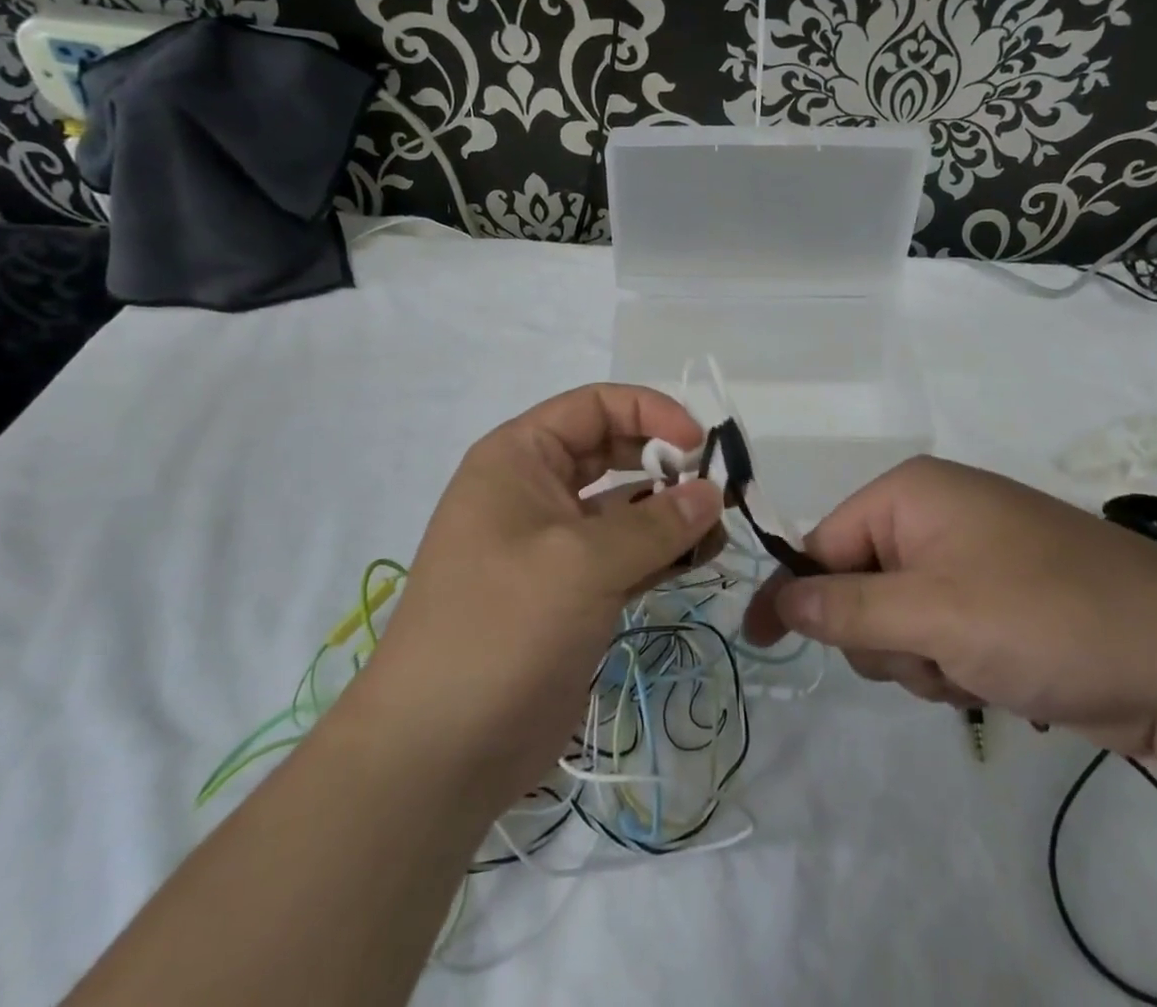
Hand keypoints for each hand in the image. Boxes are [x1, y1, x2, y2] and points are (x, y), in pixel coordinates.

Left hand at [356, 384, 722, 814]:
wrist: (439, 751)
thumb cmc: (503, 627)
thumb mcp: (582, 563)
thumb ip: (655, 524)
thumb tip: (712, 493)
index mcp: (519, 458)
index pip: (594, 406)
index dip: (651, 411)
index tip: (700, 443)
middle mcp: (534, 490)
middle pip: (613, 452)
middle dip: (665, 463)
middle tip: (717, 488)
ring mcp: (552, 545)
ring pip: (624, 508)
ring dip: (671, 513)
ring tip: (718, 531)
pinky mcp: (570, 593)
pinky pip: (625, 555)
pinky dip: (661, 553)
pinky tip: (700, 559)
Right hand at [743, 456, 1156, 758]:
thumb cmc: (1045, 617)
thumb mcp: (934, 615)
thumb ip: (847, 608)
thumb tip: (778, 601)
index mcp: (912, 493)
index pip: (823, 540)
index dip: (794, 593)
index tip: (760, 642)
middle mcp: (935, 513)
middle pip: (857, 583)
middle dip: (881, 636)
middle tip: (930, 657)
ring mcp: (969, 556)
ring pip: (897, 618)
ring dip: (921, 658)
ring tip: (976, 670)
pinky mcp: (997, 598)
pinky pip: (939, 633)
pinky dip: (953, 664)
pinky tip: (999, 678)